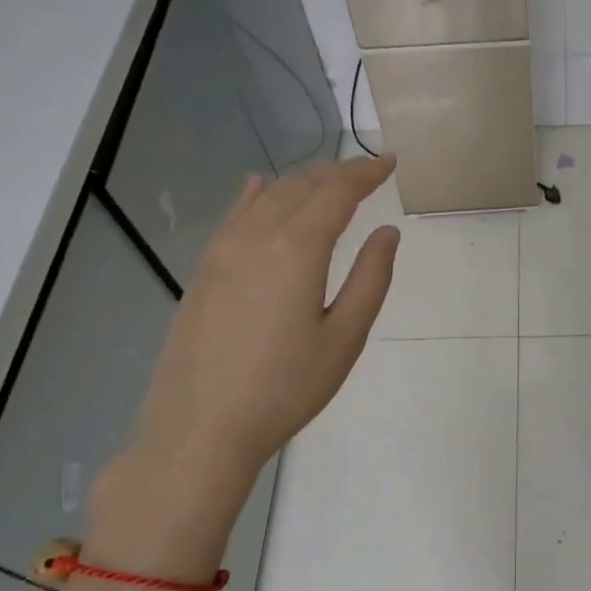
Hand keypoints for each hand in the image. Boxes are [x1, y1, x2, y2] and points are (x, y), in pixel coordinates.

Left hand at [92, 157, 399, 568]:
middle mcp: (256, 237)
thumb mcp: (344, 338)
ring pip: (266, 197)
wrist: (200, 428)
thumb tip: (388, 232)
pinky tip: (259, 189)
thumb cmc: (285, 388)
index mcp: (296, 249)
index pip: (336, 192)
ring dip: (301, 183)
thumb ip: (370, 278)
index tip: (390, 162)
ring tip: (327, 182)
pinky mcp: (203, 272)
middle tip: (367, 173)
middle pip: (300, 186)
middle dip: (337, 173)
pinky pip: (233, 216)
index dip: (365, 172)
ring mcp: (222, 252)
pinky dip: (255, 196)